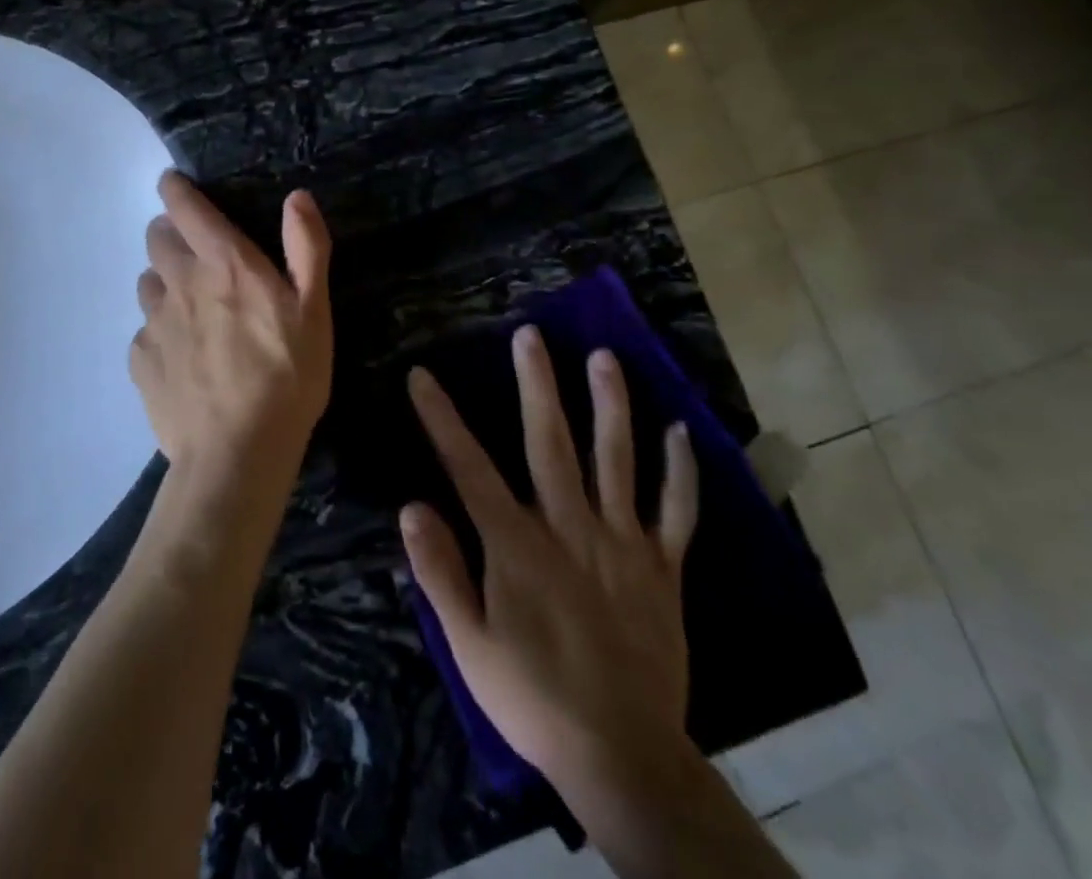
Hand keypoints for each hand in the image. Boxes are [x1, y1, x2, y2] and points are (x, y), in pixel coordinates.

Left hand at [129, 171, 333, 480]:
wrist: (236, 454)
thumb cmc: (286, 378)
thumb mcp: (315, 311)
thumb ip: (307, 248)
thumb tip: (297, 196)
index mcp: (224, 264)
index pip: (184, 207)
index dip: (175, 189)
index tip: (174, 184)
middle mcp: (180, 283)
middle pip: (156, 238)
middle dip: (170, 233)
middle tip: (196, 251)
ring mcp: (155, 323)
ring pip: (148, 282)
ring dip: (165, 280)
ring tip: (192, 306)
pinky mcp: (141, 361)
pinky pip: (145, 331)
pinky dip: (160, 330)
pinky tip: (182, 356)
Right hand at [401, 327, 698, 807]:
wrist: (623, 756)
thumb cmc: (533, 697)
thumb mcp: (469, 644)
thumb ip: (440, 571)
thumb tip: (411, 506)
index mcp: (517, 543)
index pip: (468, 466)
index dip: (441, 418)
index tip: (422, 376)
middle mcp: (569, 527)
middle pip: (550, 442)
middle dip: (536, 384)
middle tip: (531, 335)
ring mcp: (622, 543)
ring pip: (616, 460)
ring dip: (610, 405)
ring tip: (604, 357)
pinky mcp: (661, 568)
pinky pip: (675, 512)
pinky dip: (680, 472)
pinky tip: (679, 431)